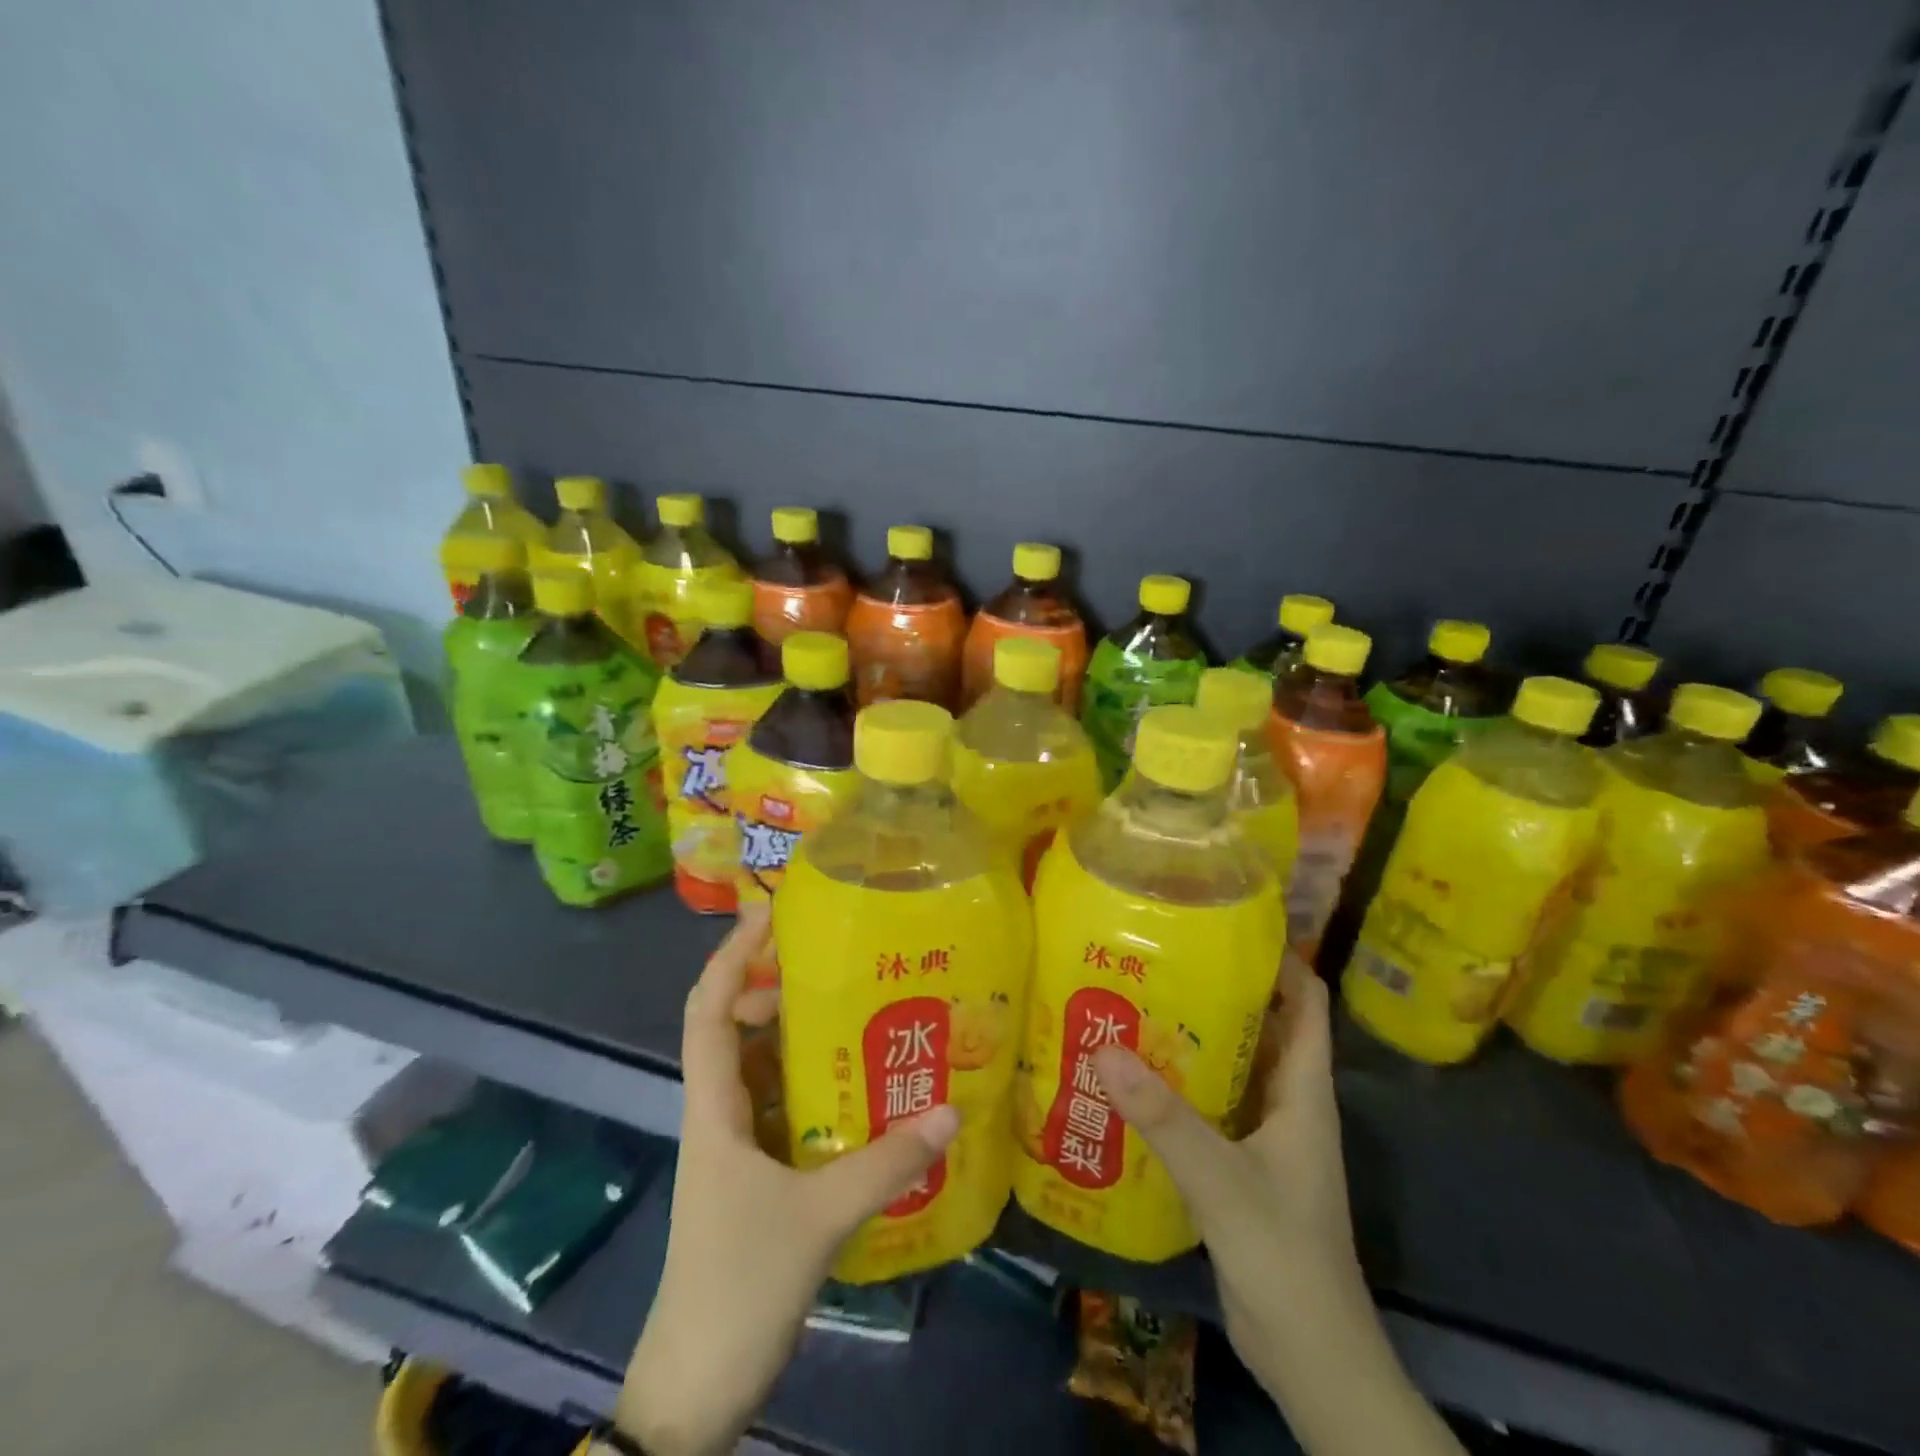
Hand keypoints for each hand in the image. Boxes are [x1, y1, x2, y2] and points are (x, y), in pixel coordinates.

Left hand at [617, 905, 959, 1455]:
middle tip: (832, 963)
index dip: (731, 956)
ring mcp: (735, 1147)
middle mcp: (719, 1114)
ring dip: (796, 1036)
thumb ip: (886, 1164)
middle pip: (734, 1029)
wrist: (694, 1390)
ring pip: (760, 1069)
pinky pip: (780, 1108)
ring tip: (854, 1011)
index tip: (767, 914)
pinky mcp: (753, 1177)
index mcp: (714, 1108)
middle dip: (774, 987)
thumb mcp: (818, 1219)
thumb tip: (952, 1110)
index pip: (709, 1010)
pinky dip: (810, 1085)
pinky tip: (856, 1086)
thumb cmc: (737, 1287)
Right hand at [1090, 955, 1355, 1373]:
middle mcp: (1288, 1102)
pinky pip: (1211, 1104)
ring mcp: (1265, 1134)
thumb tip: (1104, 1048)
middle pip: (1262, 1024)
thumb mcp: (1221, 1180)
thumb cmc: (1284, 1256)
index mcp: (1303, 1091)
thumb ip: (1164, 1118)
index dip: (1279, 958)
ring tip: (1138, 1000)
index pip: (1307, 1002)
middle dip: (1220, 987)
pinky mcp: (1240, 1162)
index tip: (1226, 922)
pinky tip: (1135, 1075)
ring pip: (1233, 1064)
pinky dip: (1181, 1081)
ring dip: (1195, 1034)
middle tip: (1160, 955)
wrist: (1311, 1358)